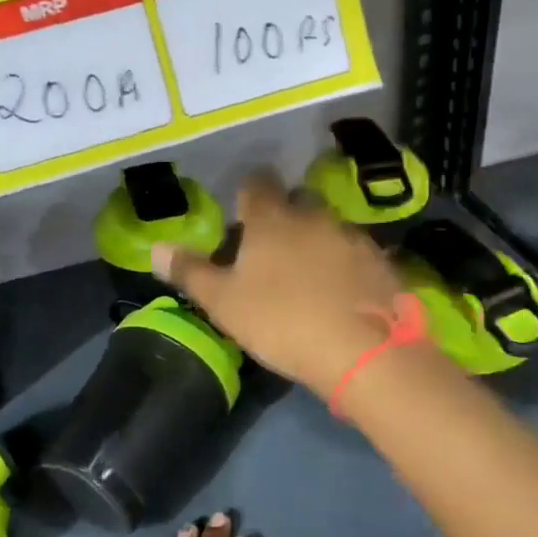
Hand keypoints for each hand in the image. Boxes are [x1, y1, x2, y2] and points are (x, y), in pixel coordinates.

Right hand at [151, 171, 411, 397]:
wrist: (363, 352)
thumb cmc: (281, 322)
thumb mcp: (224, 303)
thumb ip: (190, 272)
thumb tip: (155, 247)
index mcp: (272, 219)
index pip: (256, 184)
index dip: (246, 195)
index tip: (241, 216)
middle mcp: (315, 216)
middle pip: (296, 203)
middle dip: (283, 218)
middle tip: (271, 252)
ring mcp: (353, 237)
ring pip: (328, 229)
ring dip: (316, 243)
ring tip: (308, 277)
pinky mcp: (382, 263)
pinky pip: (356, 255)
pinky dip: (345, 266)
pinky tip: (341, 294)